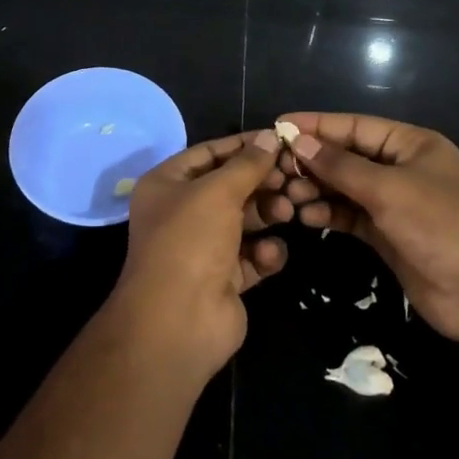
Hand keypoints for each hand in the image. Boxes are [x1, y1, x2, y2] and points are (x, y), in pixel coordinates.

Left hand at [108, 130, 301, 380]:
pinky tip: (270, 254)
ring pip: (243, 221)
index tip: (279, 139)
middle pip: (229, 187)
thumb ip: (248, 164)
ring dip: (267, 214)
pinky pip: (251, 256)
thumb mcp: (218, 192)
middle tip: (291, 179)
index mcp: (166, 184)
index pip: (209, 153)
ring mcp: (202, 248)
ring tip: (287, 212)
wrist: (179, 321)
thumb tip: (270, 136)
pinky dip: (264, 252)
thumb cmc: (190, 240)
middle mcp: (182, 213)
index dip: (242, 145)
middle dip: (260, 182)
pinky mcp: (223, 279)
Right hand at [280, 112, 458, 348]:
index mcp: (410, 143)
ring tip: (288, 196)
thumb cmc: (441, 224)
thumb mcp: (388, 188)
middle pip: (347, 156)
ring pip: (346, 188)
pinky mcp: (388, 236)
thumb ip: (340, 166)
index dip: (317, 124)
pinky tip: (306, 216)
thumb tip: (298, 141)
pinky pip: (350, 216)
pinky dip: (329, 214)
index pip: (355, 126)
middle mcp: (401, 168)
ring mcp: (395, 203)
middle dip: (313, 161)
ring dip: (317, 189)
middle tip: (276, 169)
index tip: (280, 124)